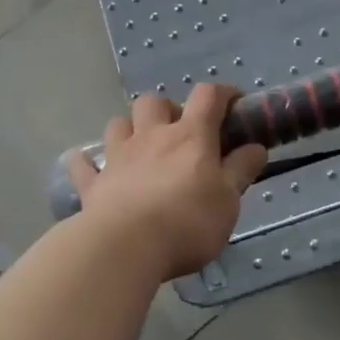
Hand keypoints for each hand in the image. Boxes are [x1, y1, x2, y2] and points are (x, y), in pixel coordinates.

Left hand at [66, 85, 268, 280]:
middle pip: (154, 102)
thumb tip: (255, 147)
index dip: (223, 93)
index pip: (208, 96)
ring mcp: (117, 156)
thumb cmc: (187, 222)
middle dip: (167, 110)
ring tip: (139, 148)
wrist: (126, 246)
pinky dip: (87, 163)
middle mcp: (152, 136)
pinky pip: (83, 164)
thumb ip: (241, 170)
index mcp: (190, 136)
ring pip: (118, 123)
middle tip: (179, 134)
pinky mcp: (93, 183)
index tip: (233, 104)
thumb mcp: (228, 200)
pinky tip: (91, 169)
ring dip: (129, 129)